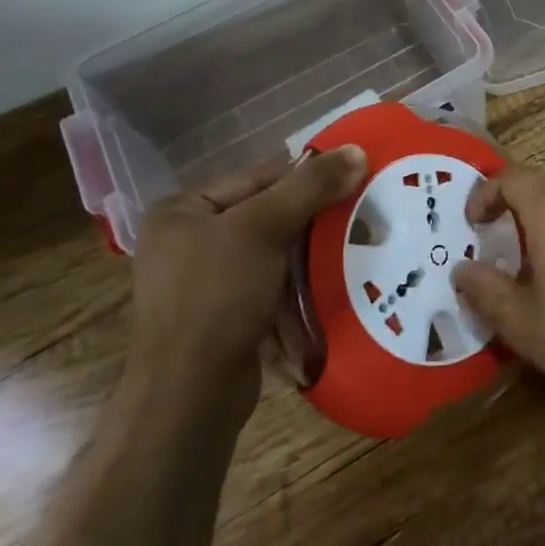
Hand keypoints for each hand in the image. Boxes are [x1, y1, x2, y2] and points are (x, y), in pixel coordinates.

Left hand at [130, 146, 366, 414]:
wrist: (191, 395)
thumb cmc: (217, 296)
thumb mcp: (264, 228)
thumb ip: (310, 187)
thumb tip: (357, 151)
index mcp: (182, 211)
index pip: (257, 177)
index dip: (307, 177)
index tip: (354, 179)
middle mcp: (186, 241)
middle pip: (266, 214)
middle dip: (313, 218)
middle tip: (362, 214)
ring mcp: (204, 282)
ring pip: (273, 252)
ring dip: (311, 253)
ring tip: (356, 245)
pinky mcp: (223, 316)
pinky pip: (270, 285)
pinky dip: (299, 284)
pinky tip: (332, 282)